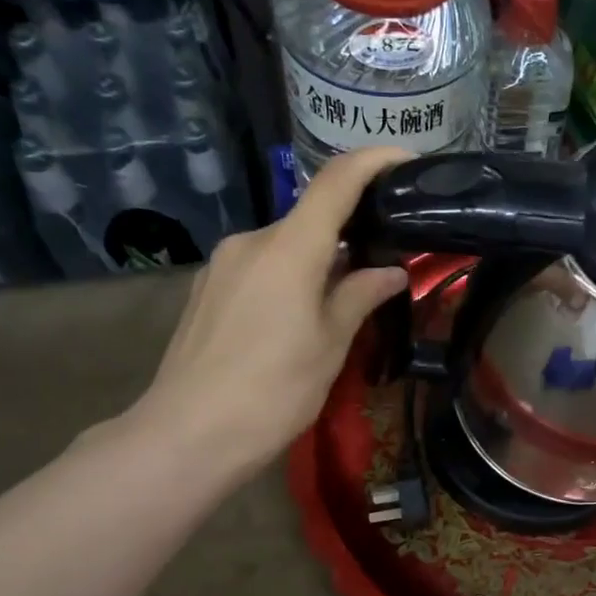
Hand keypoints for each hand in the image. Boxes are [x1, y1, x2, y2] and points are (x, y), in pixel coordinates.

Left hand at [125, 147, 410, 478]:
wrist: (189, 434)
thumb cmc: (274, 390)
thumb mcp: (330, 345)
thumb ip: (360, 297)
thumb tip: (391, 272)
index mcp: (288, 248)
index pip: (335, 182)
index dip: (373, 161)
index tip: (406, 161)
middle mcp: (250, 241)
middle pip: (310, 219)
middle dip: (348, 234)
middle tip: (383, 265)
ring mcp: (222, 265)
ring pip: (284, 247)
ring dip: (317, 261)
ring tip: (342, 302)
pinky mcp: (206, 290)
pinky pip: (259, 268)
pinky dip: (289, 278)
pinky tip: (297, 318)